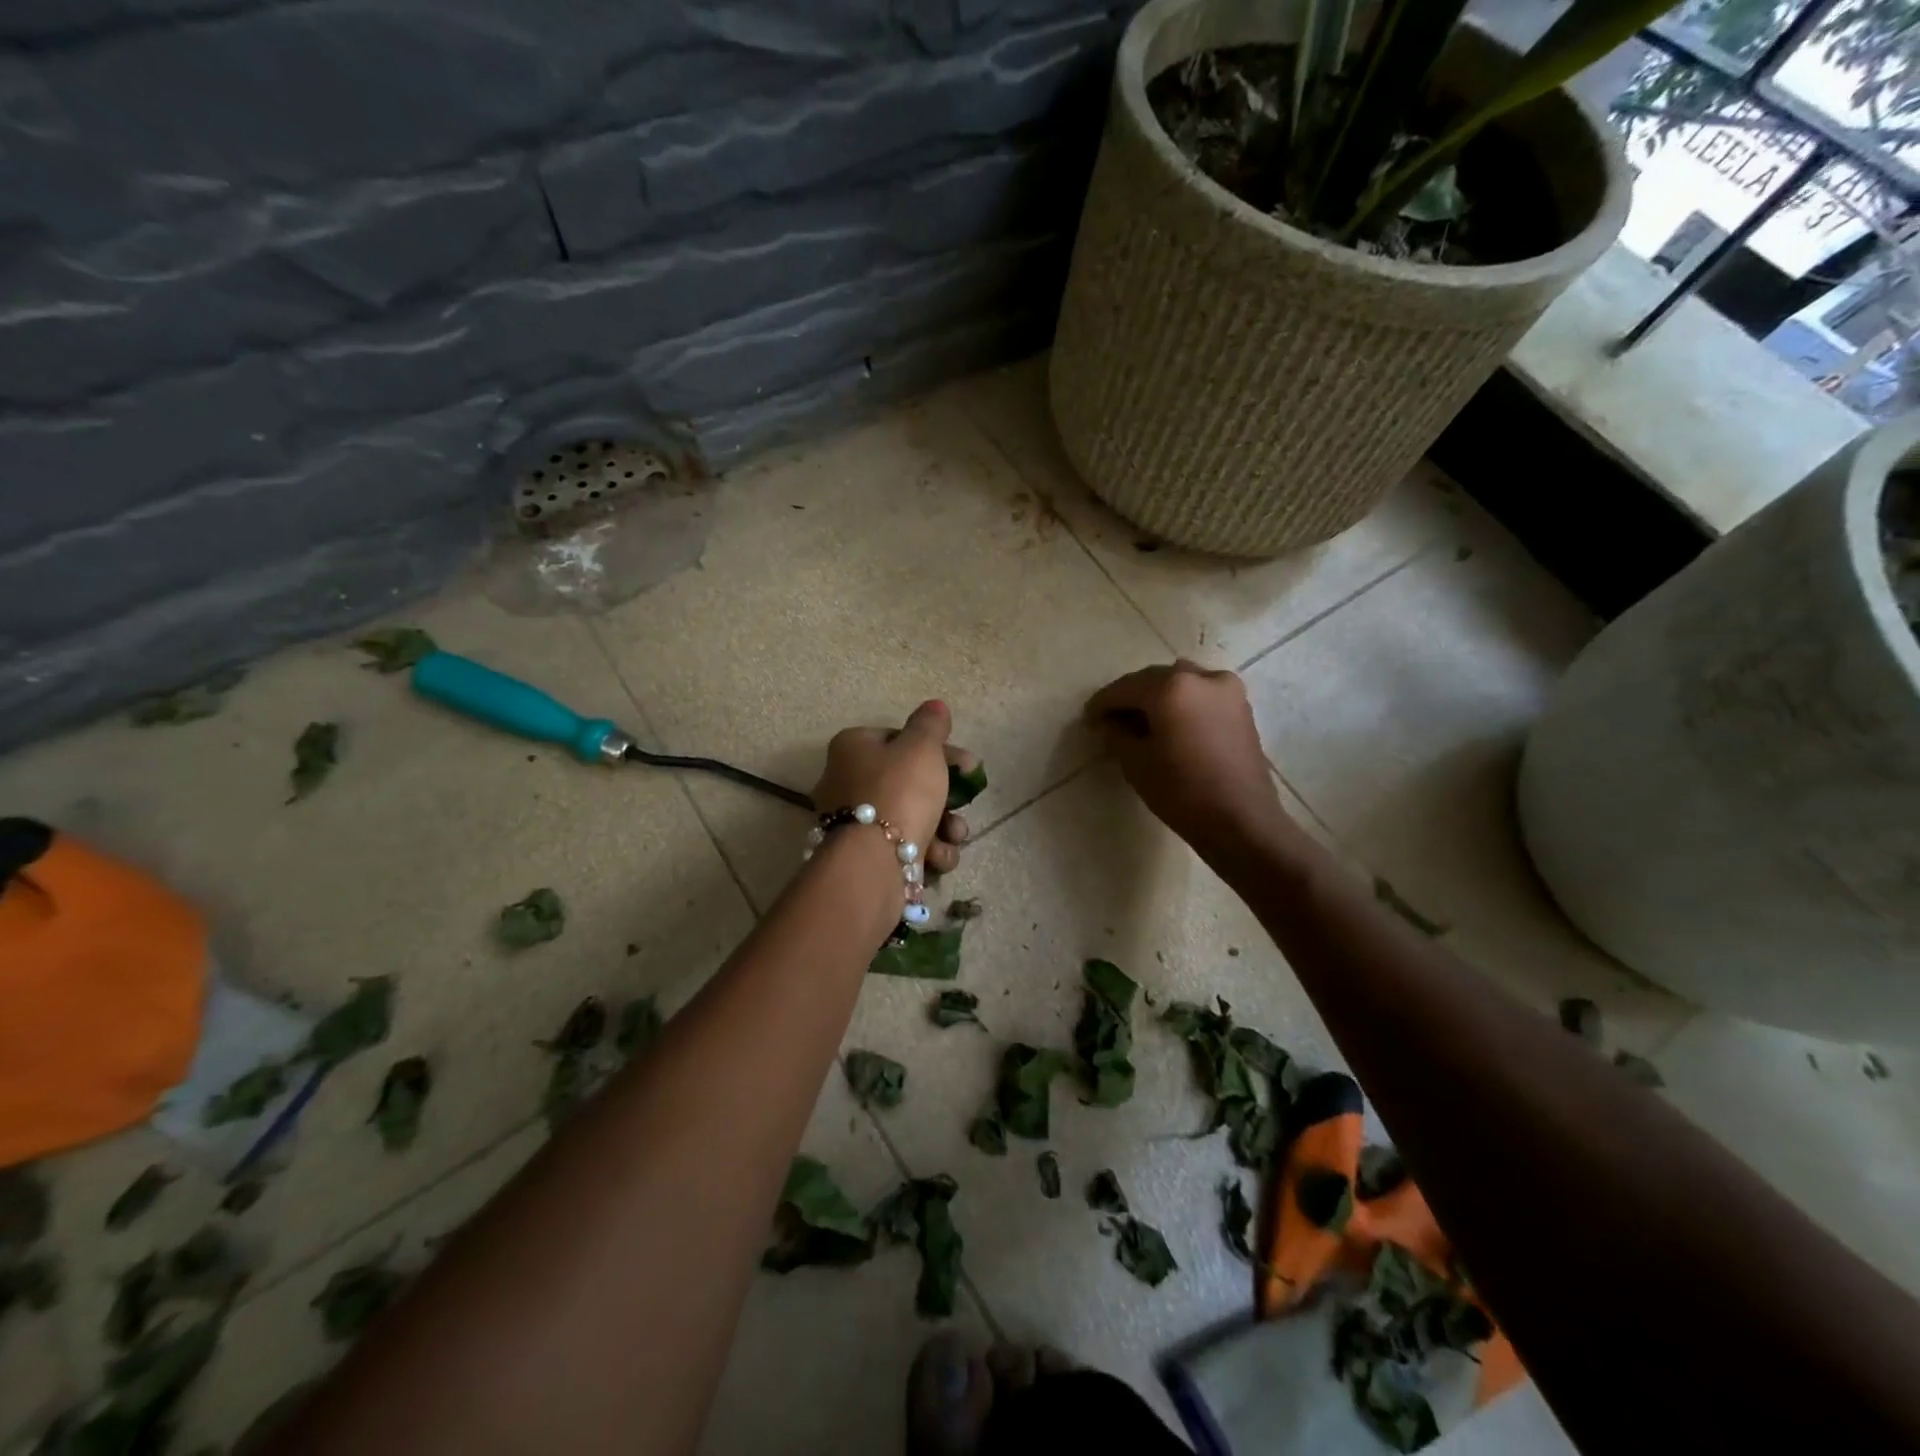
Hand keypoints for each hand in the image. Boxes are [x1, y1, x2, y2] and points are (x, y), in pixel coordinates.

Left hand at [811, 700, 975, 874]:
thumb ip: (931, 725)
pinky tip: (938, 856)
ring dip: (944, 825)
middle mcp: (848, 782)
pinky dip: (928, 851)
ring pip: (913, 816)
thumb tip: (935, 706)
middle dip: (946, 792)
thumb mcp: (921, 747)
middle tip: (969, 799)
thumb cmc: (898, 791)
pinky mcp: (869, 857)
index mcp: (852, 748)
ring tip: (956, 833)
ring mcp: (856, 823)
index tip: (965, 763)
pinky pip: (906, 847)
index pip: (898, 738)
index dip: (936, 749)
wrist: (874, 862)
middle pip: (909, 780)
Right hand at [1087, 662, 1292, 862]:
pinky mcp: (1241, 707)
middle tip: (1112, 718)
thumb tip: (1110, 722)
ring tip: (1143, 721)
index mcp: (1171, 687)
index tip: (1089, 718)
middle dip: (1132, 696)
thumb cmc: (1181, 791)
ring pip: (1181, 683)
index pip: (1125, 687)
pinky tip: (1172, 725)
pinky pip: (1202, 695)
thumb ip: (1116, 734)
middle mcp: (1201, 677)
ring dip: (1159, 696)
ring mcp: (1227, 689)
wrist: (1241, 819)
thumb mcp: (1135, 763)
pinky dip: (1183, 703)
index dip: (1103, 703)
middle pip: (1155, 679)